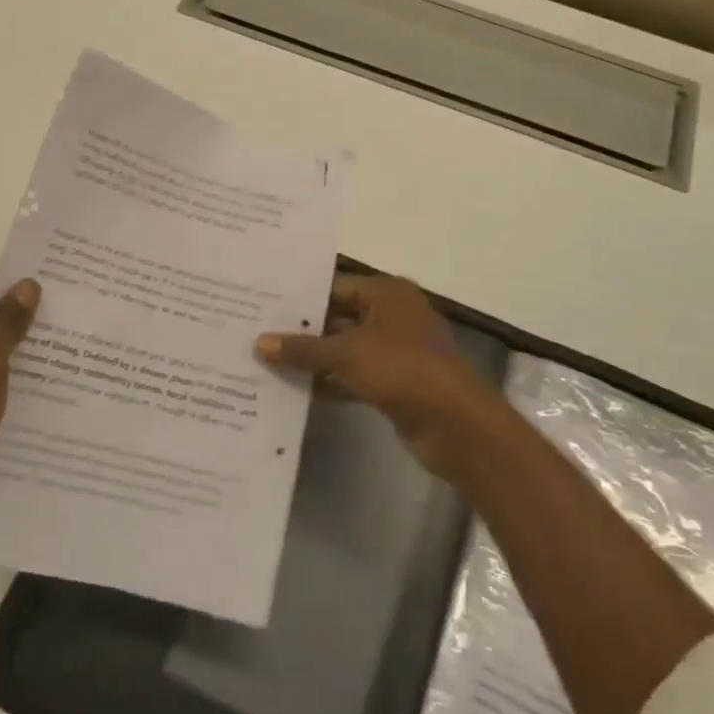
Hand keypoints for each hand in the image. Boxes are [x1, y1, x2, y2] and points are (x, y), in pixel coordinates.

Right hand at [257, 275, 505, 490]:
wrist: (456, 425)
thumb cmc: (402, 371)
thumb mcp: (346, 354)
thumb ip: (303, 348)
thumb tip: (260, 343)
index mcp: (387, 294)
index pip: (334, 287)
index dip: (299, 299)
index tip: (262, 306)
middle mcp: (392, 315)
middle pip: (338, 317)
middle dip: (302, 331)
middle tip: (257, 333)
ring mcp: (396, 351)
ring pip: (344, 349)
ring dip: (313, 359)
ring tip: (267, 361)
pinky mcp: (395, 382)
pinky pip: (354, 375)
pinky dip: (330, 381)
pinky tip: (295, 389)